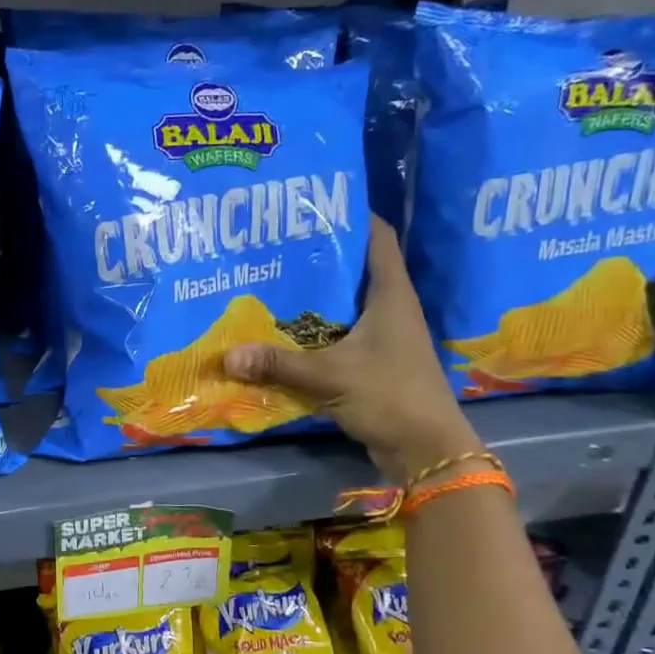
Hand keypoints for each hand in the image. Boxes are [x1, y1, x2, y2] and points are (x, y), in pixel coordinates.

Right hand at [223, 218, 481, 483]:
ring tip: (272, 285)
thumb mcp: (329, 376)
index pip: (376, 238)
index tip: (312, 204)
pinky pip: (339, 337)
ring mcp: (383, 338)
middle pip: (354, 269)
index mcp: (391, 295)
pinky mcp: (374, 363)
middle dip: (318, 257)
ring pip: (344, 305)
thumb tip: (227, 356)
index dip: (350, 215)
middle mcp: (390, 309)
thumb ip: (278, 364)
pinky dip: (314, 333)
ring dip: (313, 299)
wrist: (426, 448)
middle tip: (275, 247)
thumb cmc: (389, 396)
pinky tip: (283, 334)